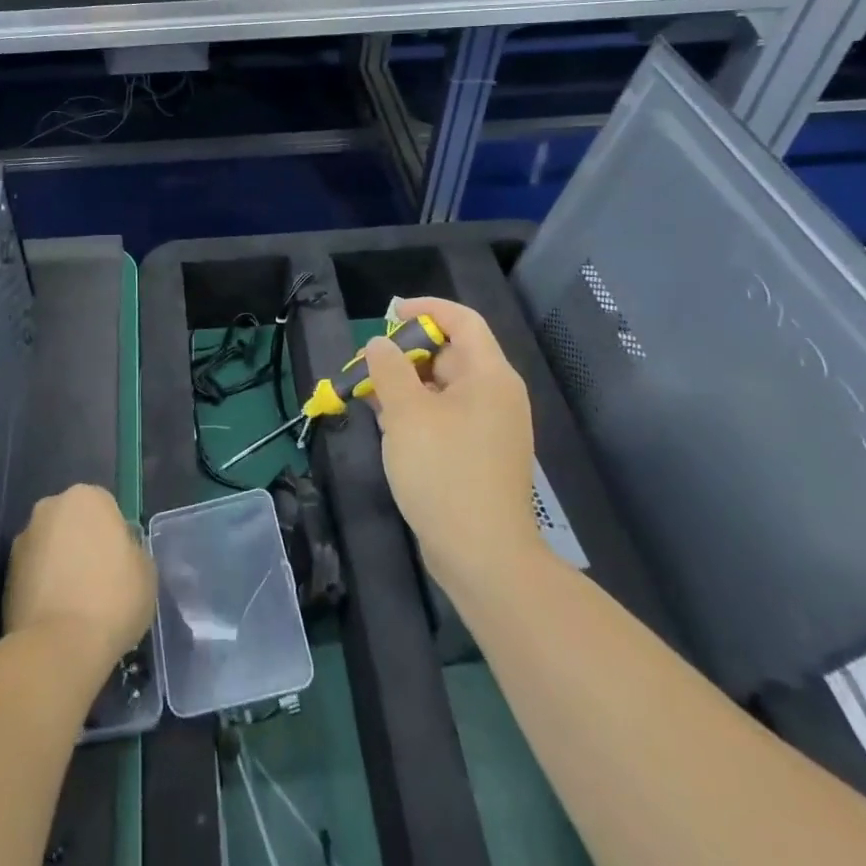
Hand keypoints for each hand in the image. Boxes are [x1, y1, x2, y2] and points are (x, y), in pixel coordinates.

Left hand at [5, 484, 156, 666]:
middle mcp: (50, 507)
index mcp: (86, 496)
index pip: (105, 508)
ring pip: (50, 548)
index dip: (114, 538)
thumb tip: (117, 554)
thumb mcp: (145, 571)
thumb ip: (131, 550)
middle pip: (72, 523)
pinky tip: (56, 617)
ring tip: (75, 606)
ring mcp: (23, 540)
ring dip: (60, 566)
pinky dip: (43, 589)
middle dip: (82, 544)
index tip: (120, 566)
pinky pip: (33, 576)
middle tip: (98, 581)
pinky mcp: (4, 575)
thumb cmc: (112, 599)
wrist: (58, 647)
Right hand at [364, 297, 538, 592]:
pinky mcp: (480, 456)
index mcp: (489, 375)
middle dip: (406, 353)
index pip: (462, 320)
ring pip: (444, 388)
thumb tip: (380, 344)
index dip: (426, 309)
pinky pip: (446, 417)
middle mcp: (496, 395)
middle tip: (368, 365)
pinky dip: (417, 412)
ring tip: (368, 395)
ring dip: (406, 385)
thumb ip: (389, 369)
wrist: (483, 556)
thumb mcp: (406, 413)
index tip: (389, 315)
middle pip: (451, 354)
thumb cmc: (444, 472)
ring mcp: (490, 428)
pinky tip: (386, 425)